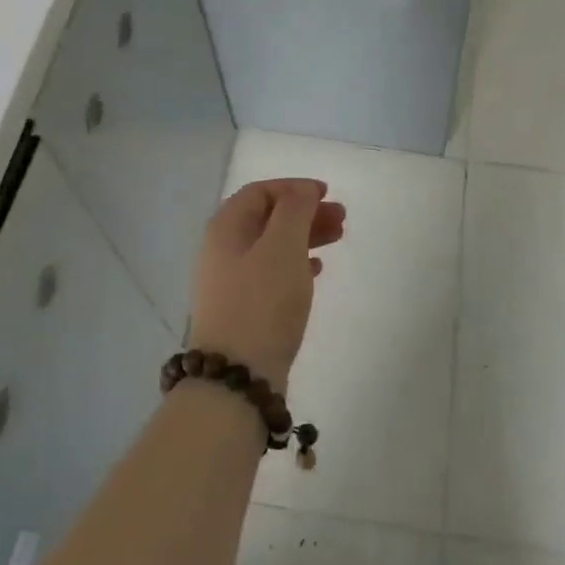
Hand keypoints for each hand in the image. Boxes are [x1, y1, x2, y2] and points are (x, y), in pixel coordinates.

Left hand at [189, 178, 344, 391]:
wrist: (237, 377)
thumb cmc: (261, 302)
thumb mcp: (282, 247)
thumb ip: (294, 210)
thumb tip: (302, 191)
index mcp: (226, 228)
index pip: (259, 192)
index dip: (293, 187)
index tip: (326, 194)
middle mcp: (223, 250)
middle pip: (267, 218)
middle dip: (304, 212)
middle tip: (341, 218)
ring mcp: (231, 282)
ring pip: (272, 246)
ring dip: (305, 236)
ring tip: (337, 239)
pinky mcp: (244, 309)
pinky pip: (272, 273)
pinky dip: (297, 264)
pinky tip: (317, 269)